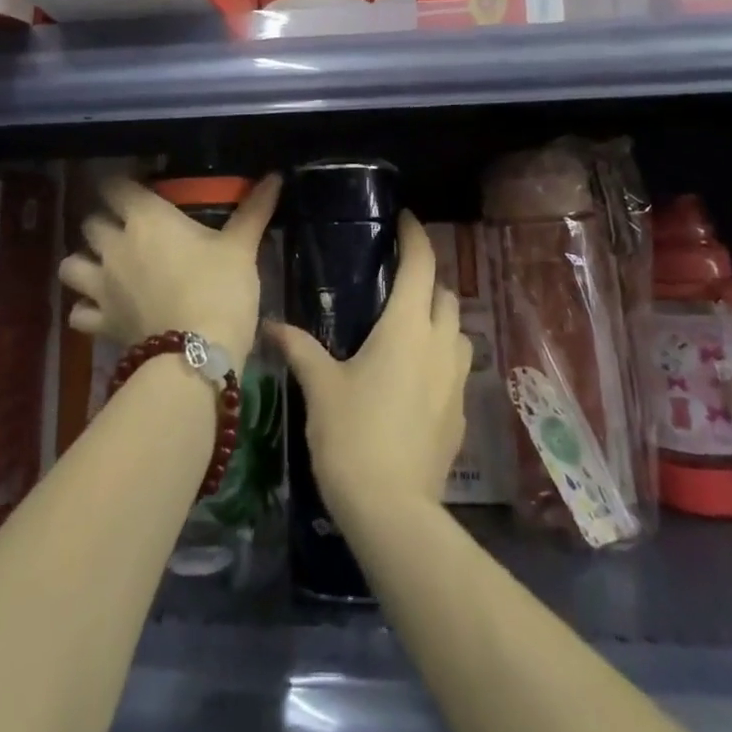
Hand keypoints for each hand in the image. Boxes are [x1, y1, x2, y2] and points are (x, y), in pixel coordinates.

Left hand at [58, 174, 280, 366]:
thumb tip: (276, 176)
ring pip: (71, 264)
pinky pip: (77, 311)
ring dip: (84, 262)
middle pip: (91, 222)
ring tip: (104, 267)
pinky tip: (102, 309)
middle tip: (127, 229)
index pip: (115, 186)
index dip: (122, 185)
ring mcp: (101, 286)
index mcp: (147, 219)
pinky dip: (85, 309)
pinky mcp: (100, 322)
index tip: (137, 188)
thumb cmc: (221, 288)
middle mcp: (116, 246)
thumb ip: (254, 209)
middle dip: (105, 222)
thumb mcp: (242, 246)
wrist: (198, 355)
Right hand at [266, 211, 472, 521]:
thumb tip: (270, 324)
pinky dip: (441, 355)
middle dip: (427, 278)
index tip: (404, 220)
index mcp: (408, 327)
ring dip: (440, 318)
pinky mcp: (461, 413)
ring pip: (458, 330)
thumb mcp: (320, 387)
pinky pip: (457, 367)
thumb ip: (299, 348)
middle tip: (397, 280)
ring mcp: (457, 380)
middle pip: (445, 293)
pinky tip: (415, 375)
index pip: (421, 264)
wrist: (393, 512)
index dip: (415, 236)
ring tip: (409, 326)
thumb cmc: (352, 436)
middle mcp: (440, 344)